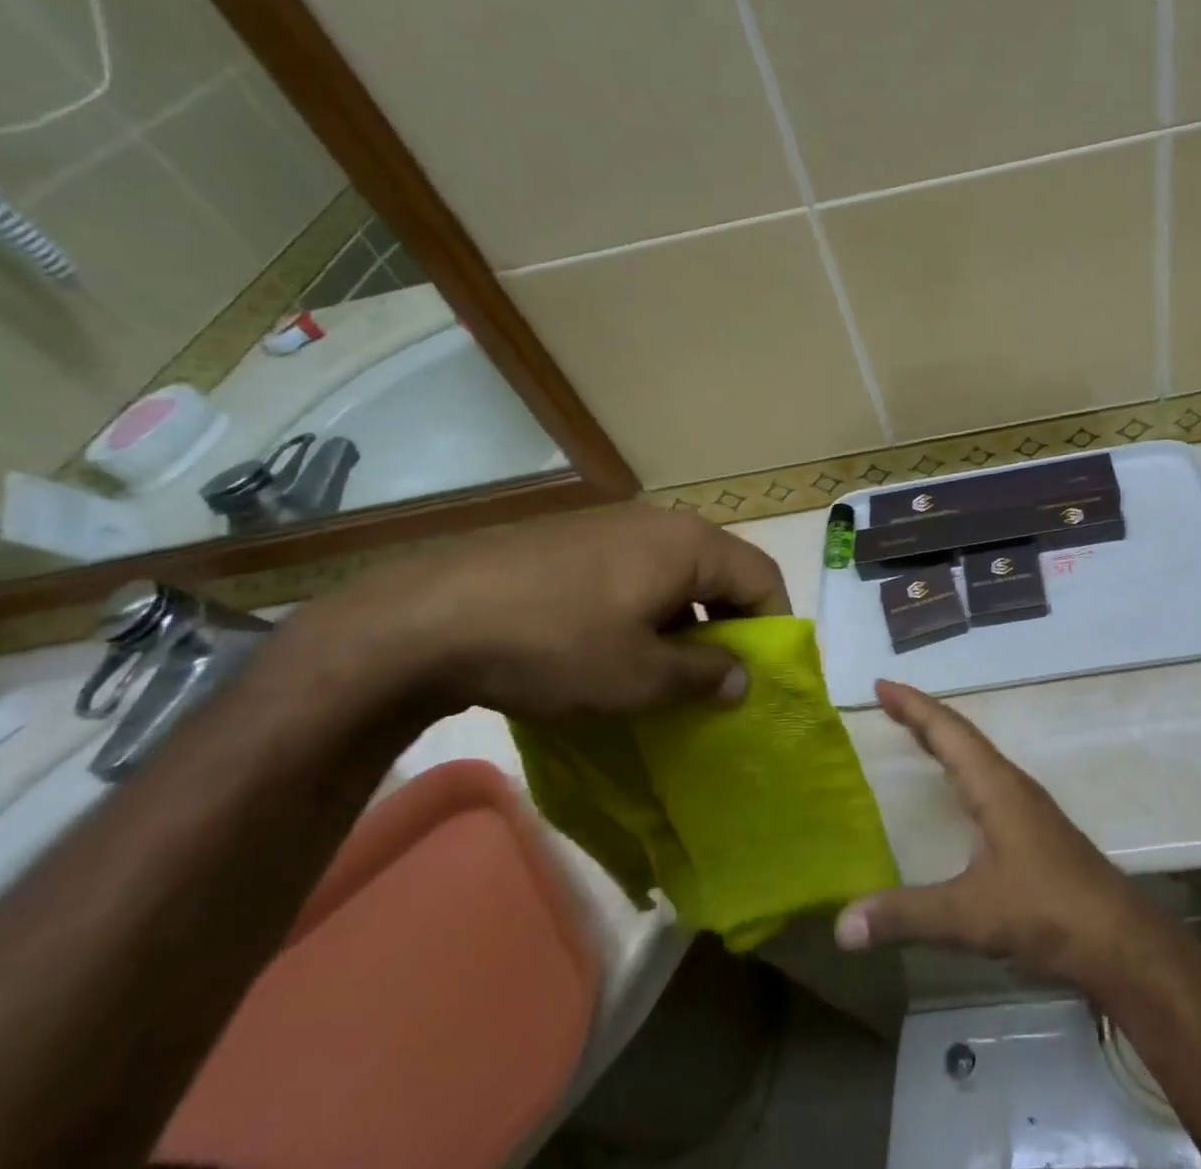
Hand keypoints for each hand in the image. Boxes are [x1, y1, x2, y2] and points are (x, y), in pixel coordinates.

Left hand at [274, 503, 789, 720]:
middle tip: (716, 677)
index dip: (774, 627)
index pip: (762, 578)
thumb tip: (743, 678)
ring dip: (686, 619)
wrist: (426, 618)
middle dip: (728, 625)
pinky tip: (614, 644)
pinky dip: (647, 607)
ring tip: (664, 667)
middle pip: (721, 571)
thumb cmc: (555, 644)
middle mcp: (662, 522)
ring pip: (677, 572)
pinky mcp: (575, 539)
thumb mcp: (638, 677)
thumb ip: (703, 676)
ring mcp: (614, 525)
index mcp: (691, 544)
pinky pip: (636, 570)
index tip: (762, 675)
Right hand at [834, 680, 1151, 986]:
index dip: (913, 706)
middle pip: (961, 737)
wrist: (1118, 939)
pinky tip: (957, 793)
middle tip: (888, 702)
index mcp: (994, 785)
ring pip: (977, 758)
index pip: (948, 731)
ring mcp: (1026, 807)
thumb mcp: (970, 914)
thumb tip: (843, 923)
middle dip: (923, 717)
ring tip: (916, 736)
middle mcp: (1010, 785)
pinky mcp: (1034, 831)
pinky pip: (987, 782)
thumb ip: (906, 915)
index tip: (882, 686)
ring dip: (945, 741)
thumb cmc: (1045, 910)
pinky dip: (960, 771)